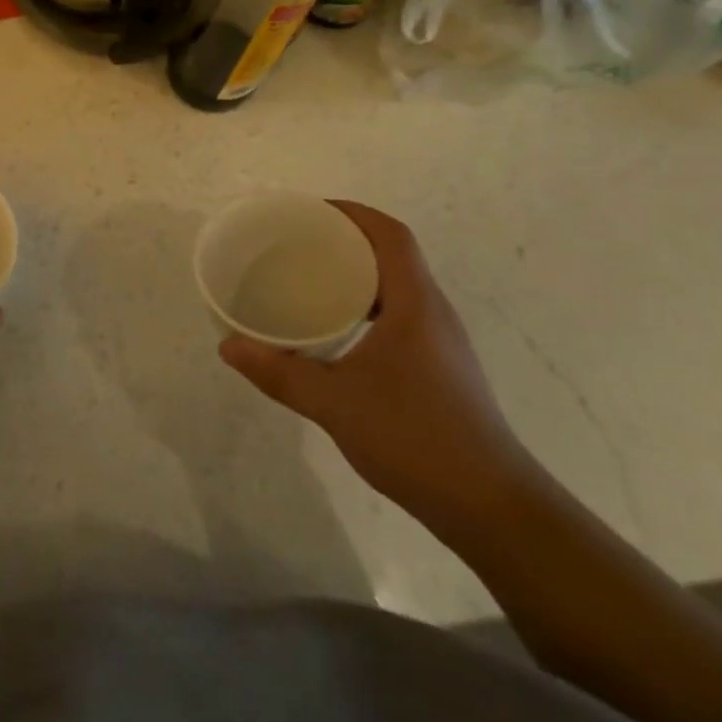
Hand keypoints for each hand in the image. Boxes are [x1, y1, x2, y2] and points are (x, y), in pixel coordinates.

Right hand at [219, 201, 539, 538]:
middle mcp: (433, 312)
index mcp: (415, 303)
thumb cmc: (415, 438)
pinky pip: (401, 315)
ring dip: (359, 275)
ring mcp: (442, 343)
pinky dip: (368, 306)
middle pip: (394, 255)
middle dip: (347, 240)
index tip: (311, 211)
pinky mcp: (442, 369)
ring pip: (398, 287)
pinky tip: (339, 333)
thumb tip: (228, 348)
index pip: (391, 235)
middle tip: (298, 244)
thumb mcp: (335, 403)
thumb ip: (279, 372)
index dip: (353, 213)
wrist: (494, 509)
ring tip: (311, 281)